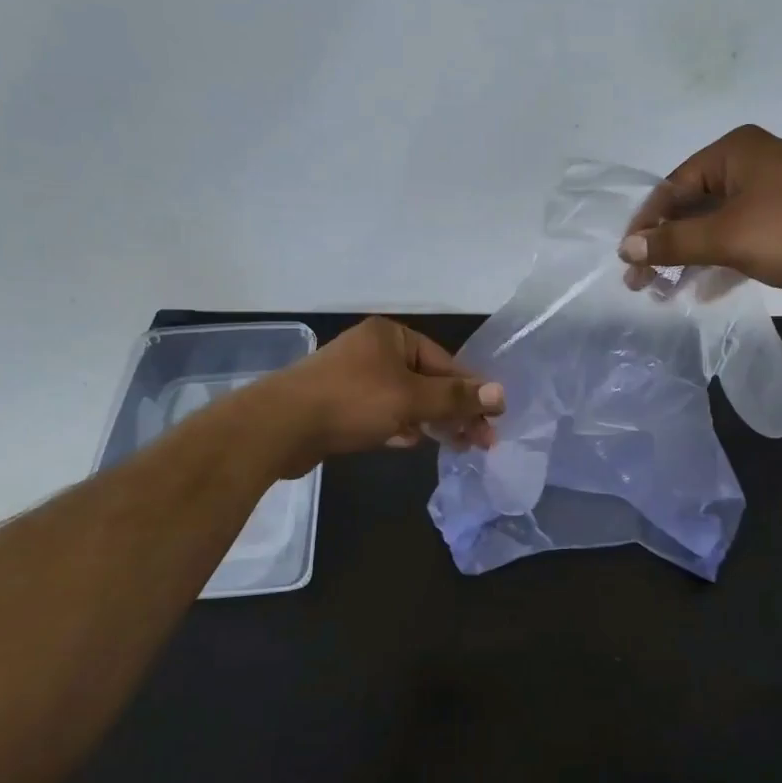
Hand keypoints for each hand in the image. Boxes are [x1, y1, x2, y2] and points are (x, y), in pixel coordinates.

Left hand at [261, 317, 504, 475]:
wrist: (280, 426)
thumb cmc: (351, 402)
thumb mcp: (410, 398)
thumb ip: (455, 398)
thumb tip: (501, 394)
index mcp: (391, 337)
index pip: (444, 363)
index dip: (471, 392)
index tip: (494, 420)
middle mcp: (374, 351)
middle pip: (427, 382)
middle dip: (453, 411)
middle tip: (480, 442)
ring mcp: (354, 378)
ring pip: (405, 400)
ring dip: (429, 421)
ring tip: (455, 446)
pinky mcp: (340, 405)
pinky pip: (381, 413)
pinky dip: (399, 426)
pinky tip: (411, 442)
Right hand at [617, 125, 781, 306]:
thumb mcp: (727, 237)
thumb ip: (674, 242)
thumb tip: (627, 250)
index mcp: (734, 152)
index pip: (672, 186)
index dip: (646, 225)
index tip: (627, 262)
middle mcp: (752, 164)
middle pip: (693, 206)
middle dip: (667, 246)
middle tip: (643, 284)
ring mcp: (774, 192)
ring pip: (718, 225)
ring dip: (691, 258)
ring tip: (667, 293)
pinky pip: (743, 237)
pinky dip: (722, 261)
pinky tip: (705, 291)